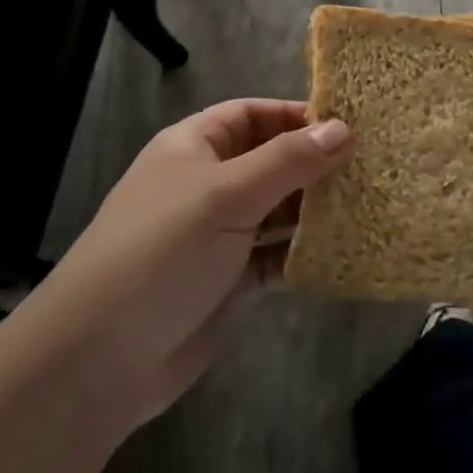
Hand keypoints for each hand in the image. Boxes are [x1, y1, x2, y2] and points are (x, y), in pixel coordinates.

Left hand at [33, 101, 351, 431]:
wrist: (101, 358)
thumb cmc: (162, 250)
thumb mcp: (226, 194)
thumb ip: (288, 161)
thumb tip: (343, 128)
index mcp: (194, 147)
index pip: (251, 114)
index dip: (295, 115)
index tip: (348, 123)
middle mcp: (207, 184)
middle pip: (269, 160)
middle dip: (314, 162)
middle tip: (370, 166)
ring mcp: (219, 234)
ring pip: (277, 209)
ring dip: (315, 208)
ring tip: (368, 202)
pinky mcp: (230, 279)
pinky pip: (277, 254)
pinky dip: (305, 251)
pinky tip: (344, 250)